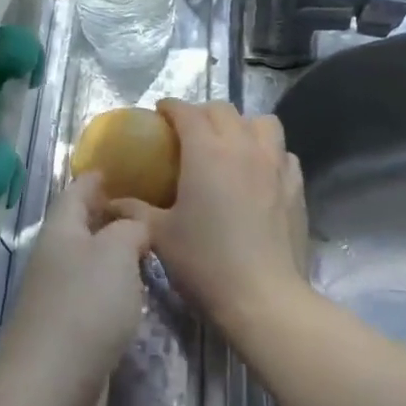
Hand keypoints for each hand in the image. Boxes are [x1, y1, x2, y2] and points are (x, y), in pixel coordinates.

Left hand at [0, 172, 149, 405]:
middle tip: (155, 203)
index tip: (129, 163)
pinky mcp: (73, 332)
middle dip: (113, 212)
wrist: (52, 389)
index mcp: (61, 230)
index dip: (100, 175)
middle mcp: (57, 258)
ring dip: (117, 251)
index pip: (78, 190)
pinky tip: (141, 290)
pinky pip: (98, 296)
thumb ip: (130, 228)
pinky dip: (118, 287)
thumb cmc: (84, 307)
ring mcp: (62, 297)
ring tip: (155, 242)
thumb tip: (136, 225)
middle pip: (84, 225)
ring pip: (93, 262)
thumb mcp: (116, 252)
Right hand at [113, 101, 309, 339]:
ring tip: (230, 146)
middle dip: (203, 113)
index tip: (159, 114)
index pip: (186, 111)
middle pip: (223, 110)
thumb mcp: (160, 235)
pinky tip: (260, 174)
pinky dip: (269, 153)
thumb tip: (109, 201)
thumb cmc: (206, 262)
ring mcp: (275, 164)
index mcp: (206, 151)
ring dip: (243, 125)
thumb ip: (133, 211)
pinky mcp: (296, 186)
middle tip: (188, 133)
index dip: (170, 107)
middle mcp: (242, 146)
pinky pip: (283, 153)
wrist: (264, 297)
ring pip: (262, 123)